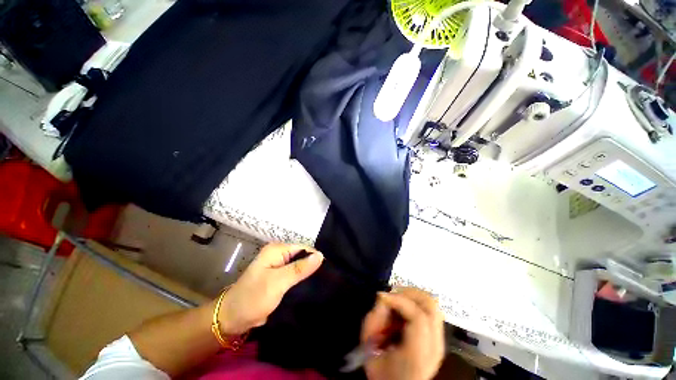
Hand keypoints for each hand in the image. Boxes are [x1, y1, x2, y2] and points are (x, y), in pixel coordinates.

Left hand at [217, 243, 323, 334]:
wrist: (232, 319)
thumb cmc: (253, 298)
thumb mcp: (278, 282)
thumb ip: (299, 269)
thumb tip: (321, 255)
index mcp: (277, 250)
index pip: (304, 248)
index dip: (315, 258)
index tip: (327, 272)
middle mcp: (279, 255)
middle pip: (302, 257)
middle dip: (312, 267)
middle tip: (326, 280)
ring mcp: (278, 266)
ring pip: (299, 267)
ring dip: (308, 275)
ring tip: (322, 284)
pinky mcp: (278, 278)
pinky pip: (295, 275)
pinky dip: (301, 281)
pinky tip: (311, 288)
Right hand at [361, 287, 444, 379]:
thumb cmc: (382, 370)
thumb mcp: (370, 346)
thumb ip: (375, 318)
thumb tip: (383, 296)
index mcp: (418, 355)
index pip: (418, 317)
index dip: (399, 301)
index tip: (382, 297)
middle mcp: (435, 346)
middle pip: (431, 306)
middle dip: (408, 293)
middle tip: (391, 295)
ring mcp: (440, 341)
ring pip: (432, 304)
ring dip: (412, 296)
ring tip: (396, 300)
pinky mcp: (438, 337)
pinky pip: (429, 310)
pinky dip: (415, 302)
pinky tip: (403, 309)